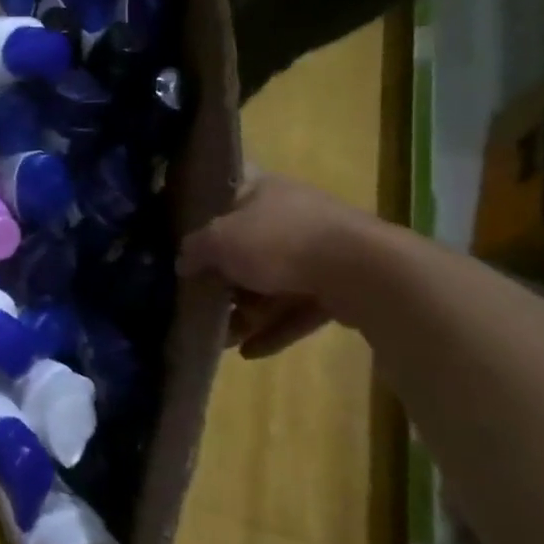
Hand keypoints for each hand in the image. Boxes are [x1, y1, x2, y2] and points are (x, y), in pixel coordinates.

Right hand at [177, 175, 382, 356]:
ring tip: (223, 338)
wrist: (361, 271)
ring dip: (248, 311)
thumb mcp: (219, 241)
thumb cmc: (279, 242)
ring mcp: (317, 250)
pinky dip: (274, 329)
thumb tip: (182, 262)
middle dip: (223, 277)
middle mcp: (290, 214)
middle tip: (199, 300)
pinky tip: (250, 353)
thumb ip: (194, 249)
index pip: (226, 190)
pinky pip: (297, 308)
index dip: (203, 208)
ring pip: (272, 281)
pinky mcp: (338, 286)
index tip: (181, 233)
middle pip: (246, 244)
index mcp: (262, 190)